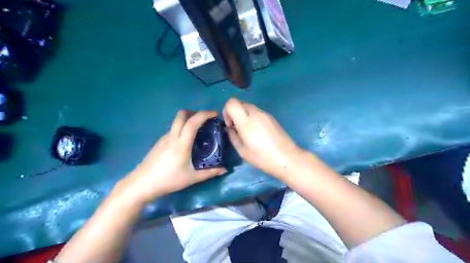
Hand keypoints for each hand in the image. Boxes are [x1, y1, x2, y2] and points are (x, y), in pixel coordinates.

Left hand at [116, 110, 226, 203]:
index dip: (205, 114)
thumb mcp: (192, 178)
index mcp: (181, 143)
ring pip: (176, 121)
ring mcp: (164, 138)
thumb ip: (210, 173)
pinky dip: (182, 128)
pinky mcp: (159, 142)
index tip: (215, 114)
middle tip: (206, 120)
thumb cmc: (168, 180)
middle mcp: (172, 136)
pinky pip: (173, 129)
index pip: (193, 122)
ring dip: (188, 120)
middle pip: (182, 114)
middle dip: (195, 112)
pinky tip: (186, 141)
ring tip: (198, 131)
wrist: (142, 184)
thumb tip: (224, 169)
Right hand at [223, 99, 304, 178]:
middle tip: (236, 128)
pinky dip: (252, 117)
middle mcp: (256, 113)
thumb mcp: (242, 151)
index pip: (232, 102)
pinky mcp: (272, 117)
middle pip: (240, 103)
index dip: (226, 110)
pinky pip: (257, 112)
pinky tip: (256, 132)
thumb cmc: (262, 157)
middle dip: (234, 112)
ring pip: (249, 107)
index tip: (229, 124)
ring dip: (243, 115)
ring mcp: (265, 114)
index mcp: (246, 121)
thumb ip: (233, 136)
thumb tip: (229, 128)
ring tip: (247, 131)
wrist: (287, 158)